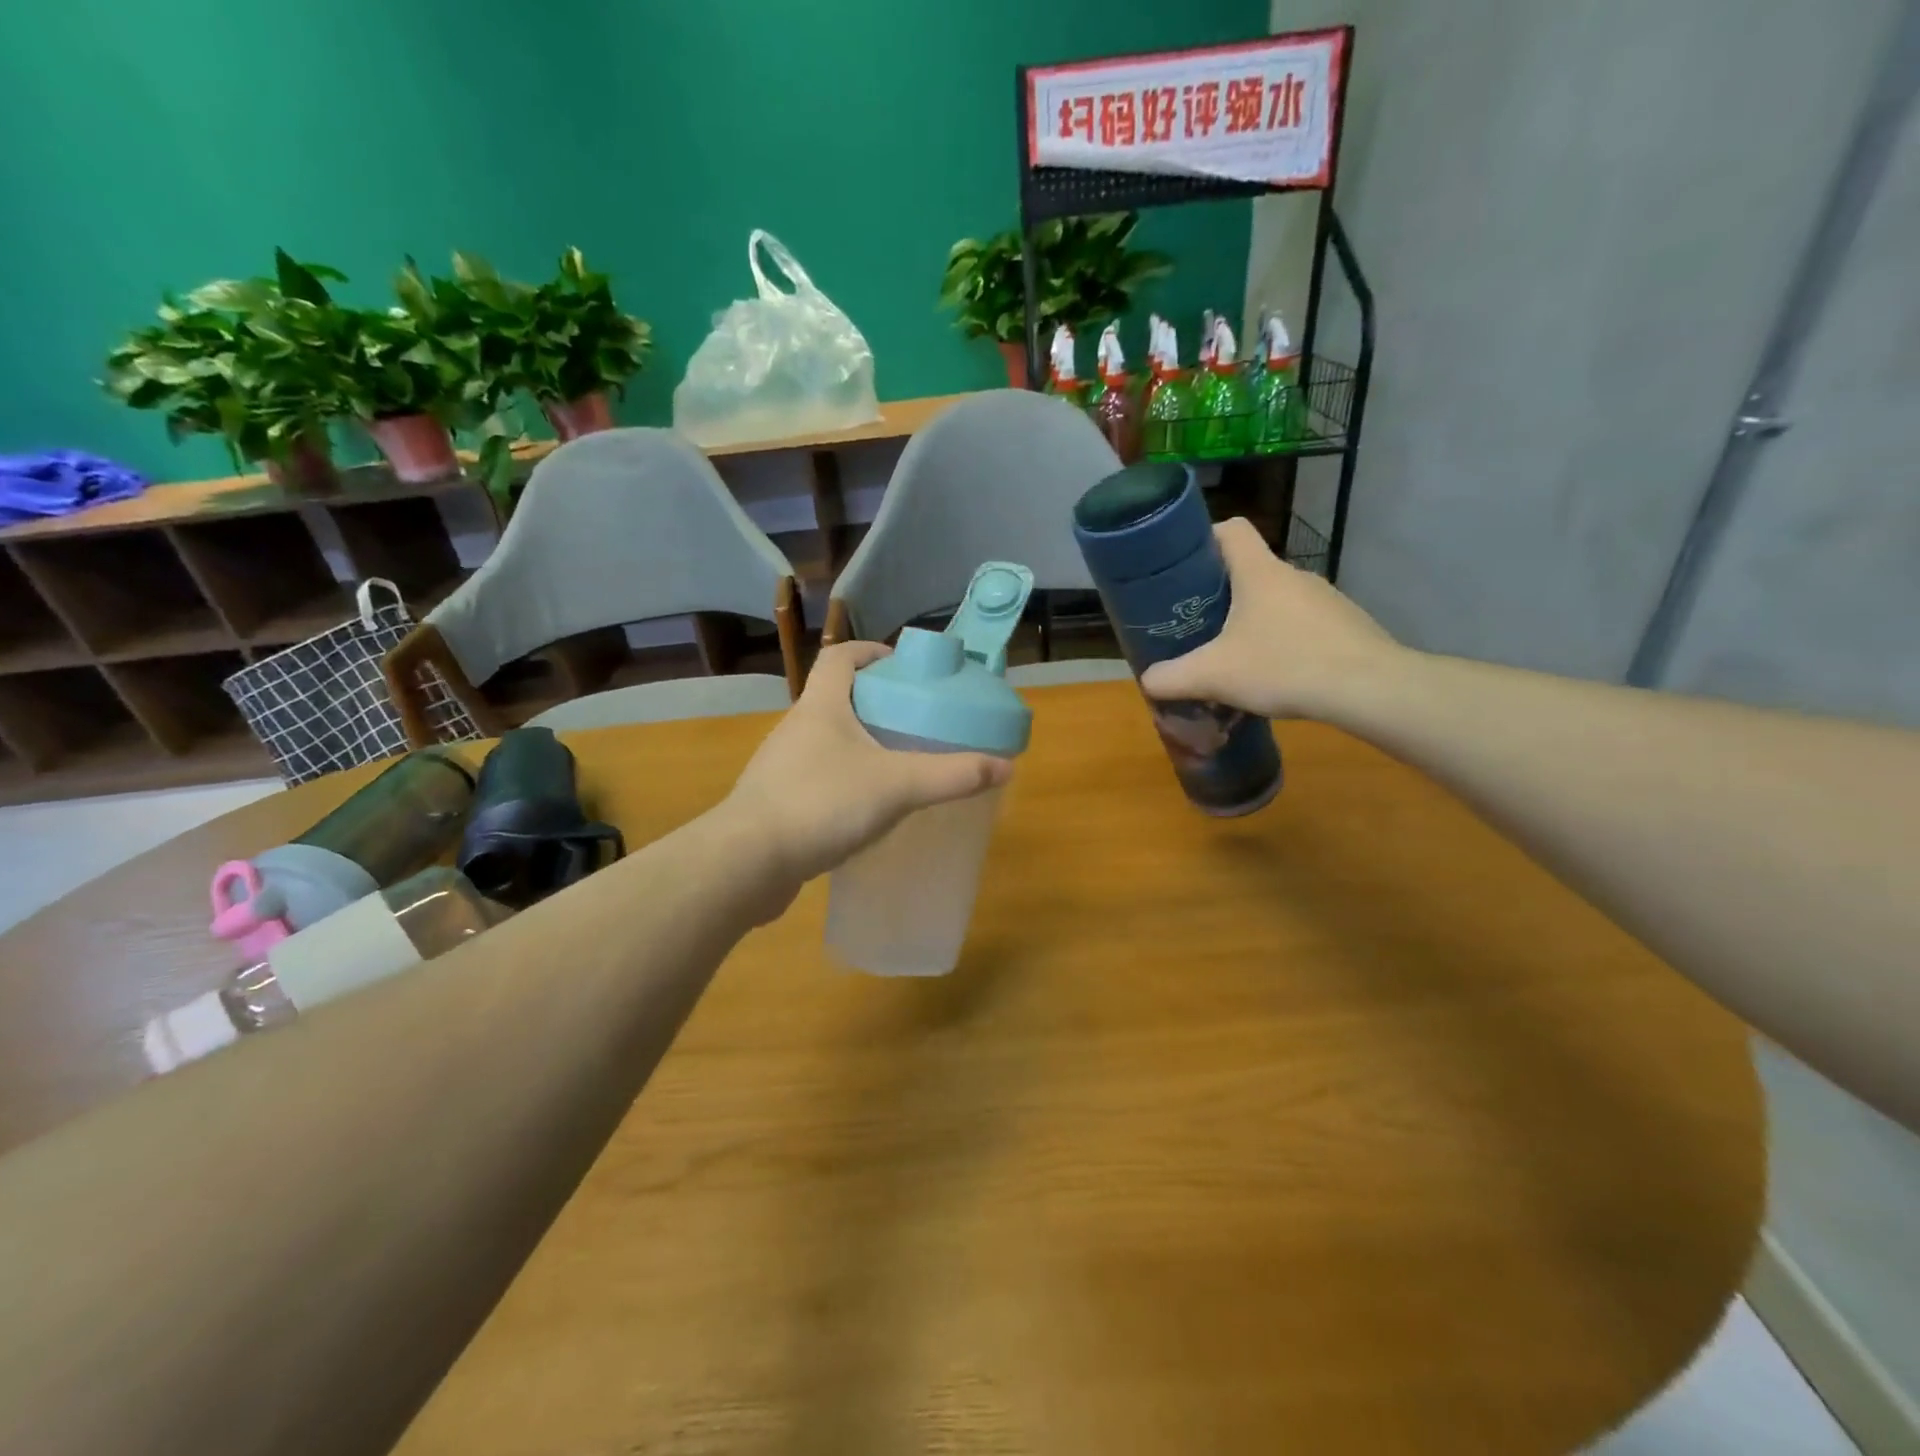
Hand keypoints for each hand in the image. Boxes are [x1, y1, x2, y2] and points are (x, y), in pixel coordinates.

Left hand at [722, 641, 1012, 917]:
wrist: (748, 863)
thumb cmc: (822, 804)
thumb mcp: (898, 786)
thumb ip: (952, 775)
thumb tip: (1005, 766)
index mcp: (821, 706)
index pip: (840, 657)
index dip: (870, 652)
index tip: (902, 665)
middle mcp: (796, 727)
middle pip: (835, 697)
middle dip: (874, 701)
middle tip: (914, 719)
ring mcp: (781, 766)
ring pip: (826, 741)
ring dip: (859, 743)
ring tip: (897, 762)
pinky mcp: (777, 802)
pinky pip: (817, 777)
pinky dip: (844, 780)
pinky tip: (867, 807)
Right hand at [1140, 517, 1403, 719]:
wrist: (1369, 689)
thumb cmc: (1284, 666)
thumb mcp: (1214, 676)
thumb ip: (1172, 677)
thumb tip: (1147, 680)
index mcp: (1259, 572)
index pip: (1231, 529)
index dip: (1204, 538)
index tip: (1184, 566)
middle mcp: (1294, 574)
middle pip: (1250, 568)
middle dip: (1222, 592)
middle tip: (1199, 623)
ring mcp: (1326, 598)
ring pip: (1278, 598)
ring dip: (1255, 618)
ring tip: (1237, 653)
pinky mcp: (1346, 624)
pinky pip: (1304, 622)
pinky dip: (1286, 638)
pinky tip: (1278, 672)